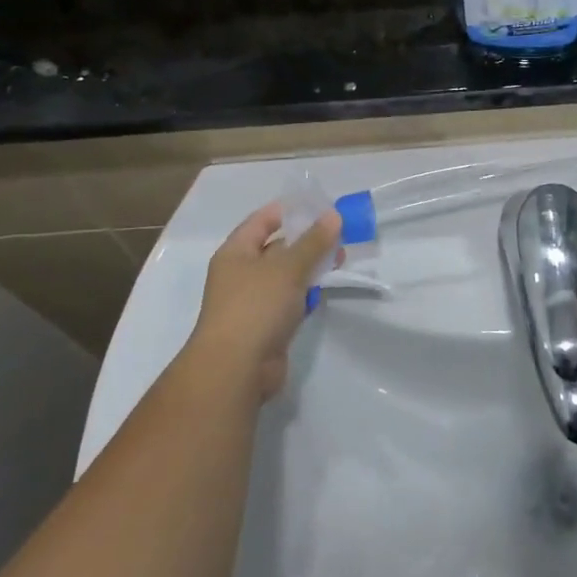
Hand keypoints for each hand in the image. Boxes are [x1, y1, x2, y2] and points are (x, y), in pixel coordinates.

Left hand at [185, 204, 341, 401]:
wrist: (236, 370)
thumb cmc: (256, 306)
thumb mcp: (288, 267)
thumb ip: (313, 241)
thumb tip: (333, 215)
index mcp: (236, 252)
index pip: (262, 220)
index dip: (289, 211)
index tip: (320, 206)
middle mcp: (241, 273)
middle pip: (277, 247)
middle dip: (308, 239)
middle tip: (339, 234)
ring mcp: (254, 301)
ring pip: (287, 275)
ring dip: (311, 266)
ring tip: (341, 258)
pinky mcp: (267, 324)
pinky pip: (290, 299)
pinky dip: (307, 292)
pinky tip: (326, 288)